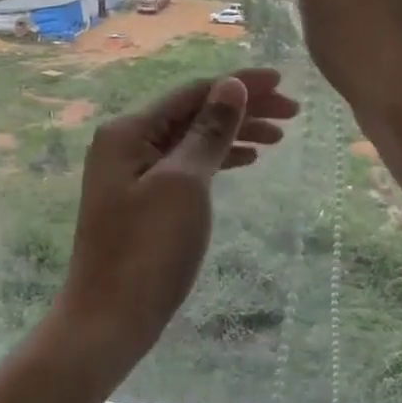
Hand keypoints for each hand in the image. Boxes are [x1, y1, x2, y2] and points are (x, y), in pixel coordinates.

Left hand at [52, 69, 298, 381]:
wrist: (109, 319)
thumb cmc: (148, 250)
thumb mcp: (185, 184)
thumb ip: (209, 131)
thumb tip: (230, 86)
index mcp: (129, 130)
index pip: (193, 92)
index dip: (240, 84)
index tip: (284, 83)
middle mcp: (127, 143)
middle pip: (193, 112)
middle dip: (241, 109)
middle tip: (292, 114)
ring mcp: (132, 172)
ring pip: (192, 139)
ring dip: (234, 133)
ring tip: (278, 138)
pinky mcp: (142, 199)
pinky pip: (186, 165)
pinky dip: (217, 159)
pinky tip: (245, 159)